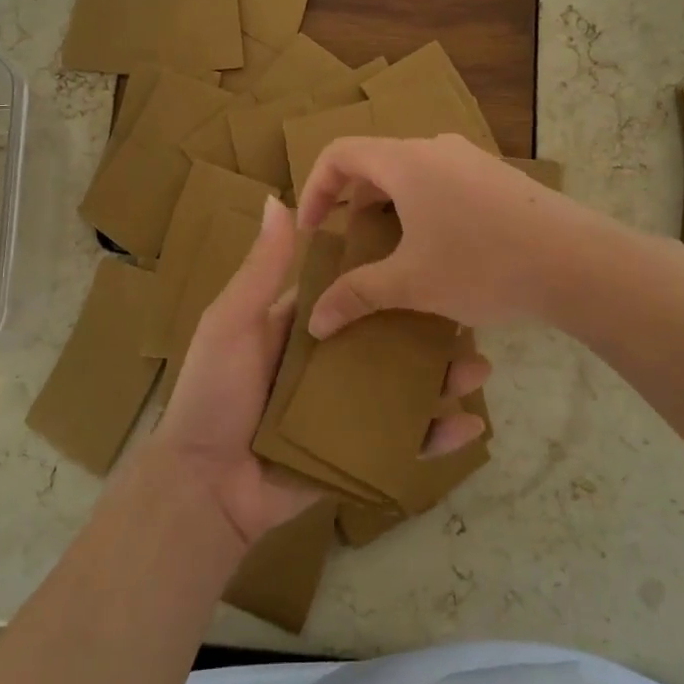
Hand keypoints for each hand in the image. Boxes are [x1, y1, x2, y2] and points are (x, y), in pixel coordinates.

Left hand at [152, 194, 492, 547]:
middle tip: (470, 321)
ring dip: (444, 379)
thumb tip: (277, 199)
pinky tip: (469, 429)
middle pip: (391, 341)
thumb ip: (262, 269)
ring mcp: (347, 411)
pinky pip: (402, 444)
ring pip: (406, 389)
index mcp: (305, 328)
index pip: (356, 295)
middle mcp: (331, 364)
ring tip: (479, 370)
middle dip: (431, 332)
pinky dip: (436, 438)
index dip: (390, 279)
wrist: (203, 485)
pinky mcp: (356, 454)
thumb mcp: (232, 321)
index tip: (431, 257)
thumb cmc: (214, 392)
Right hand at [297, 134, 580, 337]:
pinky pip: (443, 183)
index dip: (314, 188)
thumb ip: (357, 296)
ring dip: (390, 209)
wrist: (578, 262)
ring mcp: (472, 160)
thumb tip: (314, 320)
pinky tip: (440, 252)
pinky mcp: (499, 178)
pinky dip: (422, 209)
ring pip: (412, 175)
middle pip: (376, 163)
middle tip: (349, 247)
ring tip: (392, 254)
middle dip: (353, 204)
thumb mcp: (412, 284)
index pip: (339, 153)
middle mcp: (435, 149)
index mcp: (405, 160)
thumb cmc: (483, 264)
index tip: (313, 231)